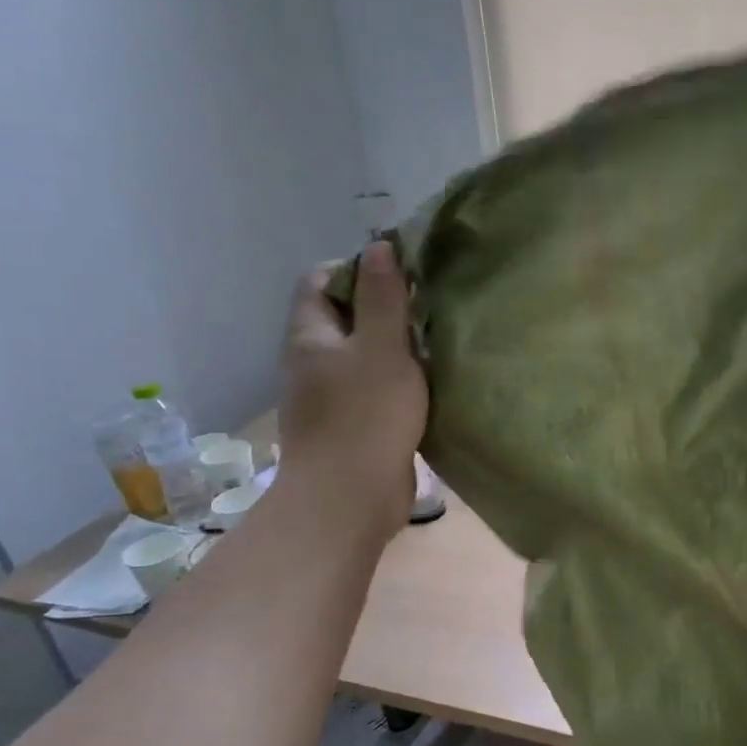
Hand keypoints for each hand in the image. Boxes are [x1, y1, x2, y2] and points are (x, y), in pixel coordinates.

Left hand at [277, 242, 427, 531]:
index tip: (402, 277)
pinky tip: (431, 386)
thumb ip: (383, 297)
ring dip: (397, 349)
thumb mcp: (382, 348)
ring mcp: (332, 397)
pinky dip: (400, 383)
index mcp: (310, 336)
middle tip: (427, 311)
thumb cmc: (366, 417)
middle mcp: (314, 361)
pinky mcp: (354, 426)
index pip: (321, 279)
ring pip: (365, 356)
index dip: (357, 268)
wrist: (351, 499)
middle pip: (346, 317)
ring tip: (436, 345)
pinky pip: (376, 390)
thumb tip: (379, 245)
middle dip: (386, 309)